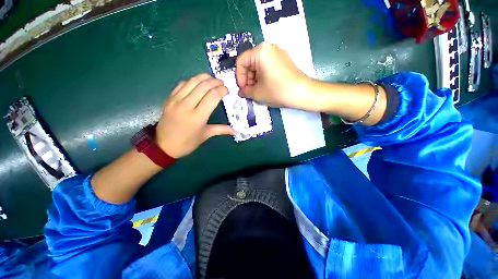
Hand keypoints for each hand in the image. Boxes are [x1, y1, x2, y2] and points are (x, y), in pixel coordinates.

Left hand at [155, 74, 235, 158]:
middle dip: (215, 82)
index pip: (212, 96)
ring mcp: (176, 100)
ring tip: (212, 79)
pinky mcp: (169, 98)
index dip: (222, 90)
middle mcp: (186, 105)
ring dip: (204, 77)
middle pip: (203, 86)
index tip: (227, 90)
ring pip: (192, 81)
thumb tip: (235, 131)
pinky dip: (192, 80)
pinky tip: (198, 82)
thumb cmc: (187, 142)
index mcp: (198, 117)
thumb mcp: (206, 135)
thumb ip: (221, 130)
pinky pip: (182, 84)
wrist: (163, 146)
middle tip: (222, 83)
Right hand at [235, 43, 312, 109]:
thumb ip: (245, 91)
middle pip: (250, 62)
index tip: (242, 89)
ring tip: (257, 91)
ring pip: (259, 65)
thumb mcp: (257, 93)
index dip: (239, 77)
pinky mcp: (284, 60)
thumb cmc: (277, 91)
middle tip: (249, 92)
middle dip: (247, 79)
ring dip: (255, 79)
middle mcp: (269, 48)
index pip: (241, 61)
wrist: (302, 93)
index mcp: (260, 52)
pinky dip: (263, 76)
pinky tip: (265, 87)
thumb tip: (241, 92)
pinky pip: (267, 66)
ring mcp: (278, 53)